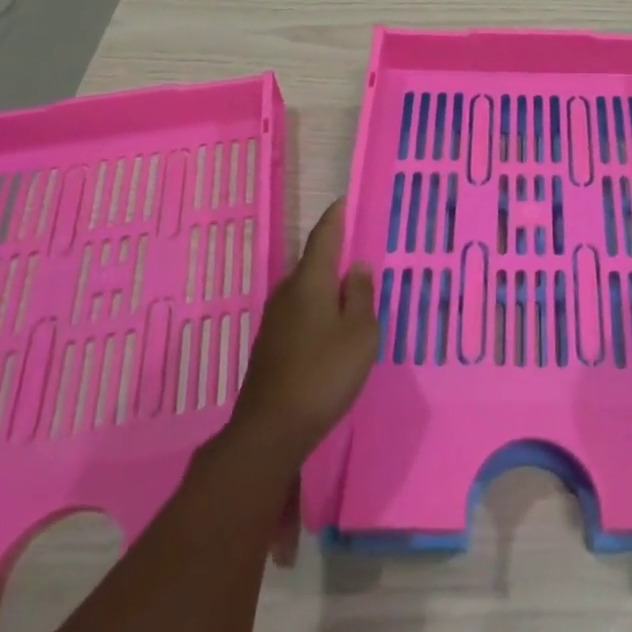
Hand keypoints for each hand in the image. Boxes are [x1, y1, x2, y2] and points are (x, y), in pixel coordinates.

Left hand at [227, 199, 378, 459]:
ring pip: (306, 291)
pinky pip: (300, 313)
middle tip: (362, 255)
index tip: (346, 200)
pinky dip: (318, 311)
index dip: (336, 216)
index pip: (324, 236)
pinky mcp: (270, 346)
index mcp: (310, 281)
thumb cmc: (323, 374)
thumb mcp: (360, 333)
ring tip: (351, 293)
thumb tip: (357, 267)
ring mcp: (274, 320)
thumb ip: (361, 296)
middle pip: (314, 263)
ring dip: (327, 288)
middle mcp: (288, 292)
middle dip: (335, 256)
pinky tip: (331, 329)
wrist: (270, 431)